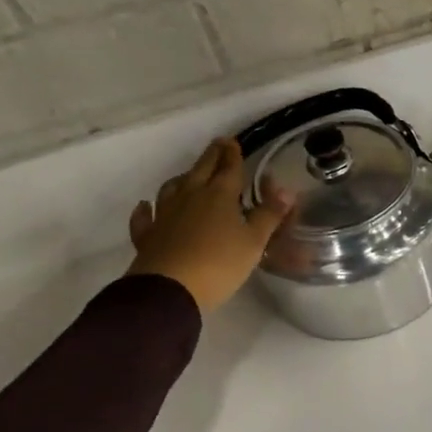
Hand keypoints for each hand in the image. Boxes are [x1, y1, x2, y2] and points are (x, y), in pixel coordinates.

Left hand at [127, 138, 293, 314]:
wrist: (169, 290)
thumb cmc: (219, 264)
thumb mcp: (254, 242)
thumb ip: (269, 215)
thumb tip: (286, 191)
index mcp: (219, 196)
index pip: (229, 168)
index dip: (233, 154)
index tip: (233, 141)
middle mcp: (190, 197)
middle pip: (201, 170)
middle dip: (212, 156)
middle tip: (218, 144)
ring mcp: (164, 215)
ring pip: (172, 188)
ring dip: (183, 178)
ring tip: (189, 175)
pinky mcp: (147, 235)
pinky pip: (145, 217)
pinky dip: (145, 210)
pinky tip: (145, 206)